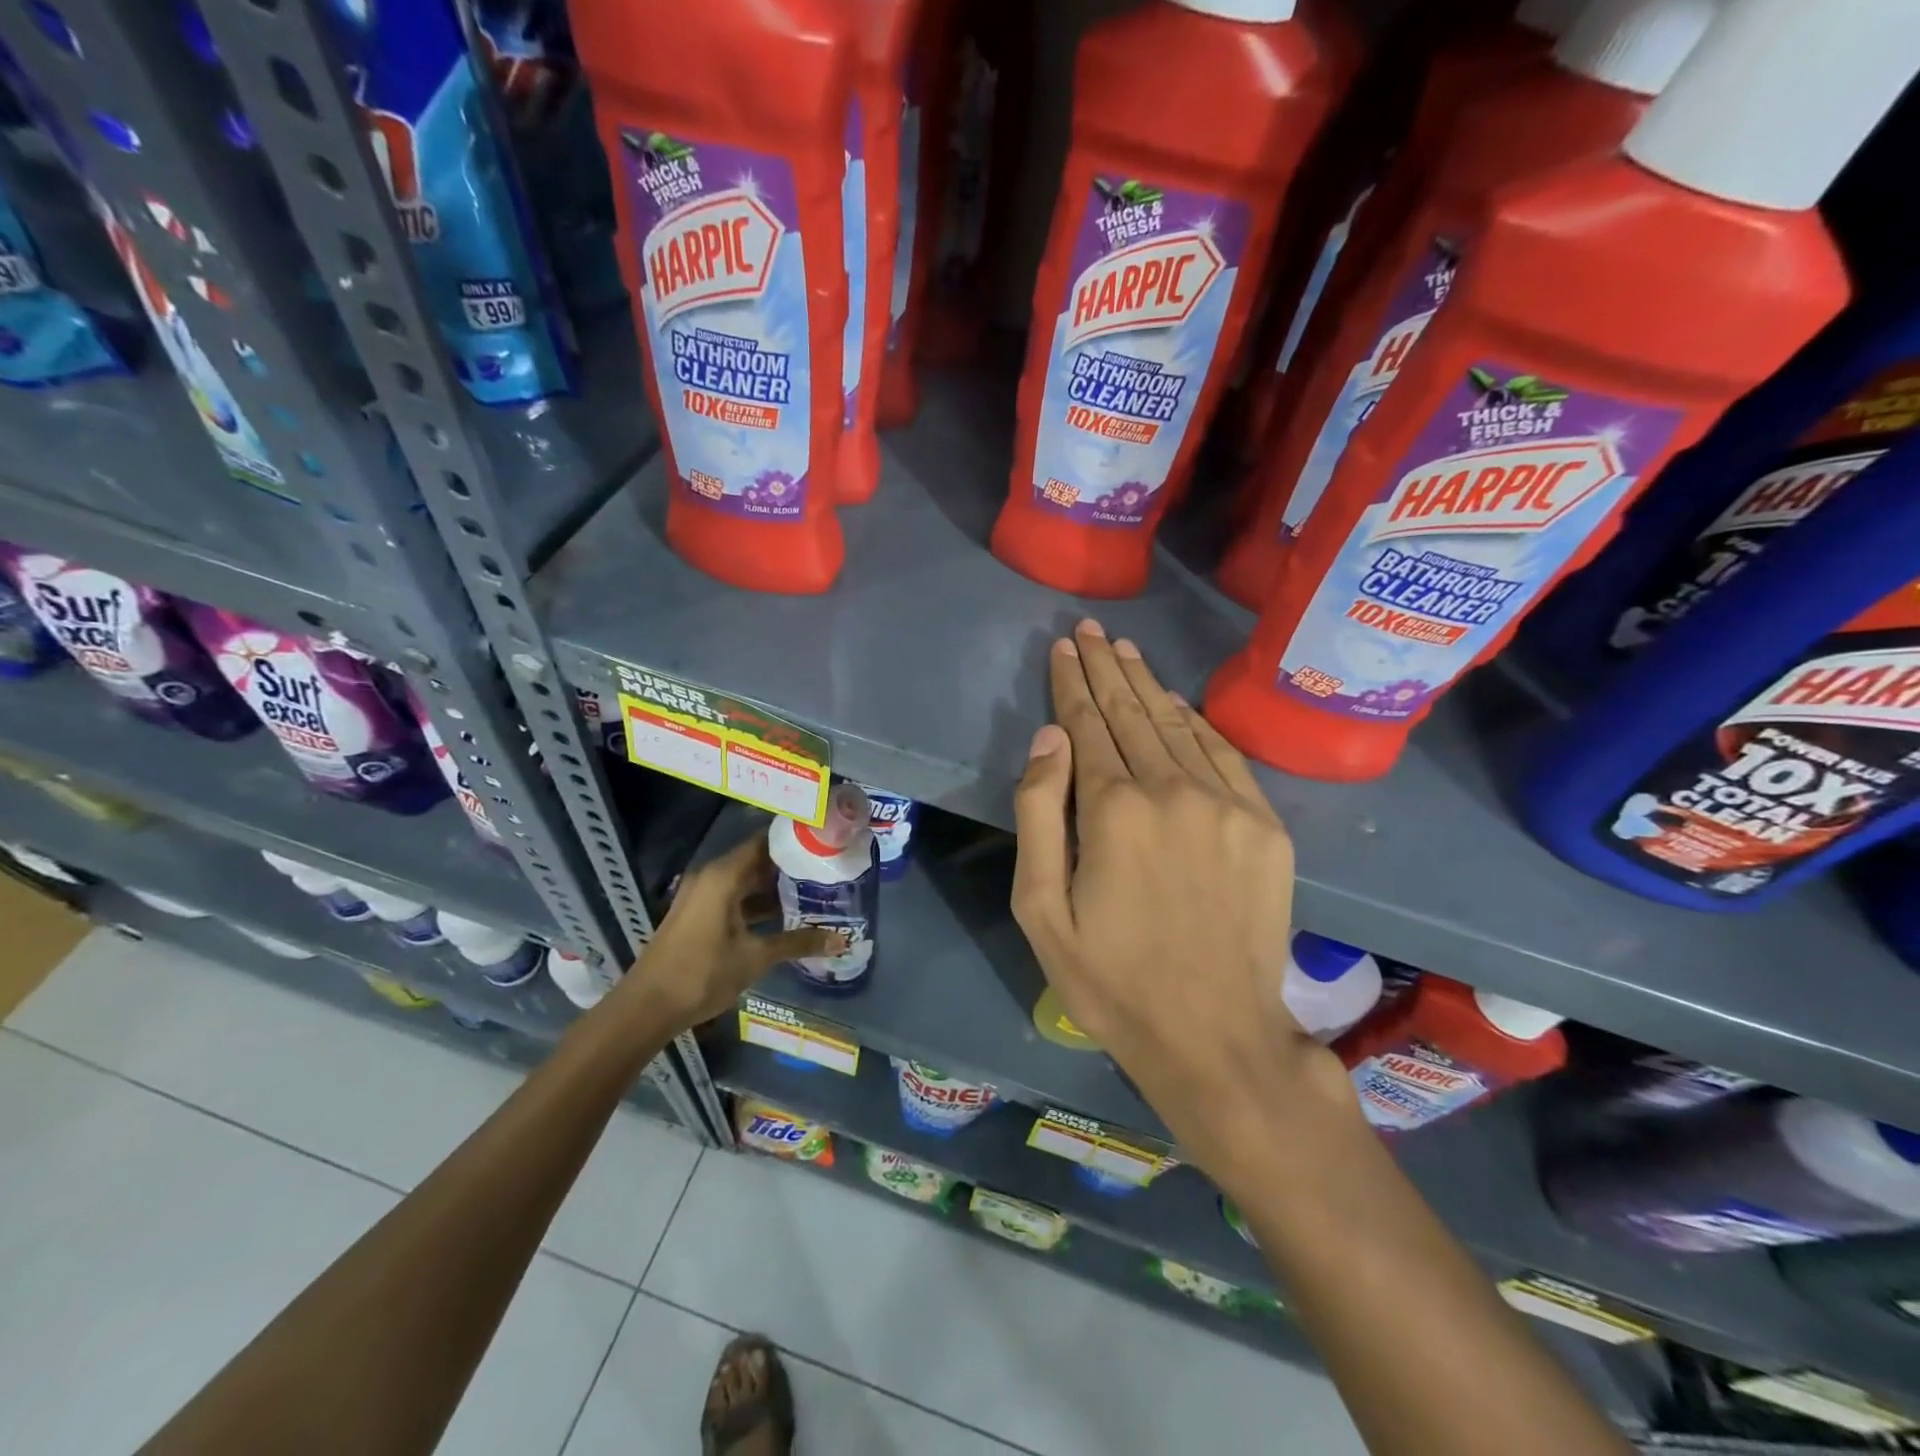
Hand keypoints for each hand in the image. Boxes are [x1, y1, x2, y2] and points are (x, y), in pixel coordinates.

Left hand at [622, 832, 844, 1031]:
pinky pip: (735, 898)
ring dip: (775, 888)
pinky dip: (758, 904)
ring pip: (746, 882)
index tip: (825, 841)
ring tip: (814, 891)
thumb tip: (842, 941)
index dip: (794, 840)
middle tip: (828, 868)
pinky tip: (786, 917)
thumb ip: (799, 943)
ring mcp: (703, 897)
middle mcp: (712, 877)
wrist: (646, 1008)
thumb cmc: (702, 973)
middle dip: (790, 866)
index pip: (765, 841)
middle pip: (757, 860)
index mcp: (723, 875)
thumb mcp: (756, 957)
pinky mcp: (699, 916)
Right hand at [1011, 620, 1356, 1193]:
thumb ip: (1040, 814)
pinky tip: (1176, 703)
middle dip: (1106, 669)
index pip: (1086, 725)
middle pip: (1131, 713)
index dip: (1072, 684)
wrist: (1217, 1038)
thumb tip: (1050, 737)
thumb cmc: (1112, 981)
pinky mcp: (1265, 826)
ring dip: (1147, 685)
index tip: (1062, 648)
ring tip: (1125, 651)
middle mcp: (1172, 790)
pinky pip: (1223, 754)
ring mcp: (1227, 804)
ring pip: (1176, 725)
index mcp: (1113, 809)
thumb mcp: (1042, 911)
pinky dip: (1194, 722)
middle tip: (1090, 632)